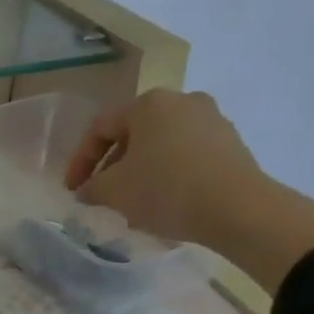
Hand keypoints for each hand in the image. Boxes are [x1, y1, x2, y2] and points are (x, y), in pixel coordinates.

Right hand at [64, 88, 313, 294]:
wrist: (240, 210)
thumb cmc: (165, 189)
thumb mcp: (112, 191)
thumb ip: (91, 187)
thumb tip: (88, 190)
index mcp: (148, 104)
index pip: (99, 128)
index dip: (79, 161)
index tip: (73, 189)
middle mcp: (182, 102)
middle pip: (132, 134)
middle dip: (112, 165)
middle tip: (101, 193)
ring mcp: (212, 121)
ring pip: (160, 145)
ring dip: (140, 171)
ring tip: (131, 201)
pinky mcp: (232, 145)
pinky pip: (187, 156)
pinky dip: (168, 174)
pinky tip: (163, 200)